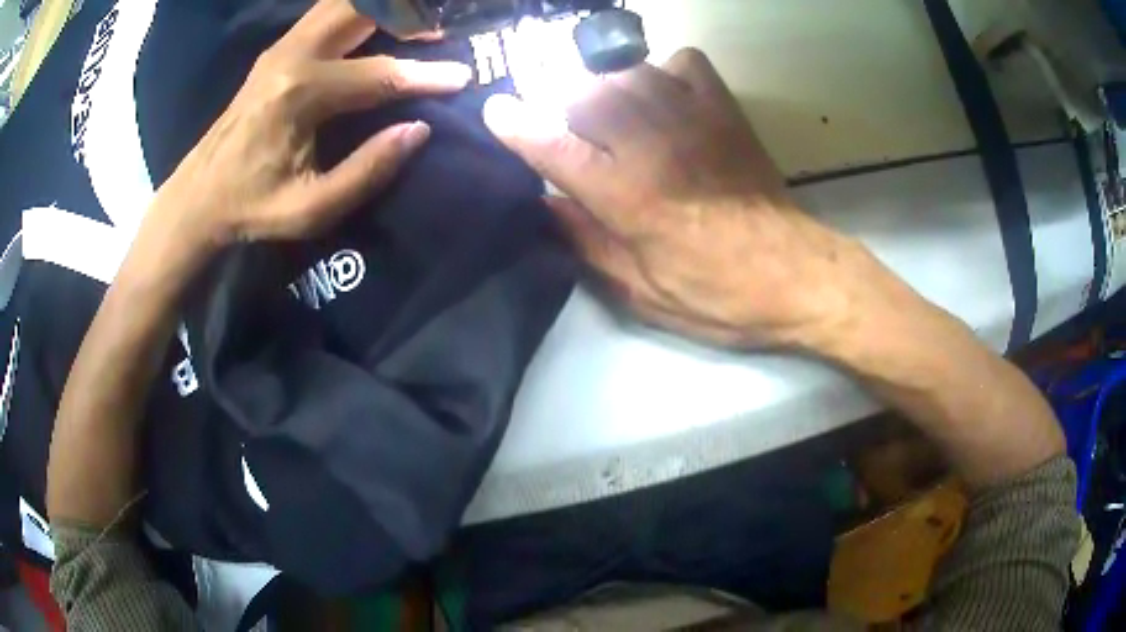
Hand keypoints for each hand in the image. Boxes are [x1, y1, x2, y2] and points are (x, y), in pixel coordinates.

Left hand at [151, 0, 470, 249]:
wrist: (199, 195)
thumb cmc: (252, 206)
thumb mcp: (311, 208)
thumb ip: (367, 171)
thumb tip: (419, 130)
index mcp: (299, 94)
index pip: (378, 74)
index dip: (425, 76)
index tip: (463, 76)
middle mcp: (292, 56)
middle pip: (362, 9)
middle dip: (407, 14)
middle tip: (440, 29)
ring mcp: (282, 47)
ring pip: (344, 4)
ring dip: (383, 8)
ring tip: (418, 22)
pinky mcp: (278, 50)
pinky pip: (328, 13)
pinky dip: (362, 11)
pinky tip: (381, 25)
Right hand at [484, 49, 882, 348]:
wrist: (798, 275)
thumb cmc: (721, 296)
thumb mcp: (643, 293)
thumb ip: (587, 245)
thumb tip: (546, 206)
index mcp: (629, 198)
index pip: (555, 148)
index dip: (516, 127)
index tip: (495, 111)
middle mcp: (654, 145)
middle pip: (584, 92)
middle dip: (564, 107)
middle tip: (573, 133)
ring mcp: (693, 119)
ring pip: (625, 71)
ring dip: (604, 87)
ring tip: (611, 114)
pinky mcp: (725, 111)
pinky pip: (682, 62)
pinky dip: (661, 71)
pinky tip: (662, 97)